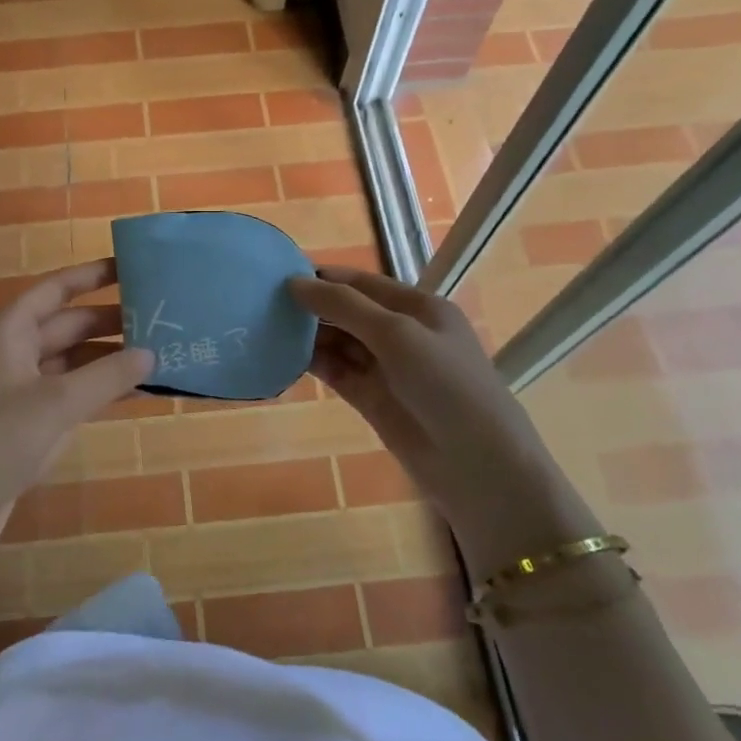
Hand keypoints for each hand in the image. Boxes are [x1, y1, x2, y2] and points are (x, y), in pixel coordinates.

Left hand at [0, 260, 153, 536]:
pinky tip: (136, 390)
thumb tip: (151, 353)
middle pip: (67, 325)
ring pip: (71, 361)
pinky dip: (98, 389)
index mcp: (7, 330)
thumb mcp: (58, 402)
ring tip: (158, 353)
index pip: (55, 289)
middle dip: (111, 322)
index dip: (92, 275)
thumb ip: (108, 375)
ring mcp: (17, 386)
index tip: (132, 267)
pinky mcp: (24, 419)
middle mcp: (11, 350)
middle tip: (161, 319)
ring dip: (109, 359)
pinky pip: (68, 392)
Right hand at [290, 266, 596, 565]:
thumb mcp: (397, 334)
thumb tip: (295, 283)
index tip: (279, 274)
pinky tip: (283, 357)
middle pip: (349, 311)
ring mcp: (387, 369)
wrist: (478, 466)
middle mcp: (403, 334)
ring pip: (340, 342)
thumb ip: (345, 306)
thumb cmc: (445, 385)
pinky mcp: (373, 400)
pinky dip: (314, 364)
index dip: (325, 277)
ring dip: (309, 335)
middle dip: (313, 306)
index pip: (363, 283)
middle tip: (263, 303)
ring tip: (265, 327)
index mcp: (419, 308)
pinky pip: (337, 372)